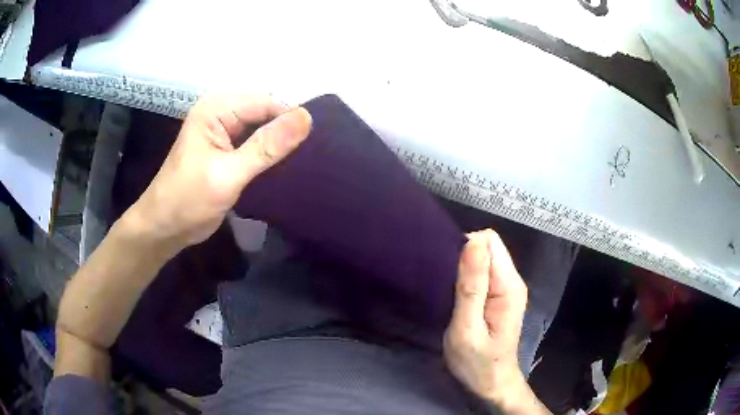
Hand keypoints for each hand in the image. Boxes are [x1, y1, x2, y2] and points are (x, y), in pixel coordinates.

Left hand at [133, 94, 311, 247]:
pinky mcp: (228, 151)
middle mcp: (221, 114)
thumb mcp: (227, 174)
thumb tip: (306, 118)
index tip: (317, 143)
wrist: (164, 228)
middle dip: (287, 132)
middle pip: (266, 114)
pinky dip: (270, 156)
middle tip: (314, 155)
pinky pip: (257, 145)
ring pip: (264, 130)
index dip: (291, 119)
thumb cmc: (188, 200)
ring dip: (281, 145)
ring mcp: (224, 133)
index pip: (267, 102)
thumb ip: (266, 147)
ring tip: (307, 162)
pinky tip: (287, 169)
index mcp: (217, 109)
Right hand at [444, 229, 528, 401]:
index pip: (489, 241)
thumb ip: (471, 286)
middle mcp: (512, 280)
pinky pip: (482, 271)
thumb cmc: (477, 363)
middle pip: (487, 246)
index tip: (448, 273)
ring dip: (464, 268)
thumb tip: (472, 241)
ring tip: (449, 293)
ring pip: (483, 258)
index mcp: (509, 285)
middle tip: (447, 287)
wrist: (491, 384)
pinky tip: (457, 296)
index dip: (466, 249)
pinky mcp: (499, 295)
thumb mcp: (467, 328)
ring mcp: (507, 287)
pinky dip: (466, 277)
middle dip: (464, 258)